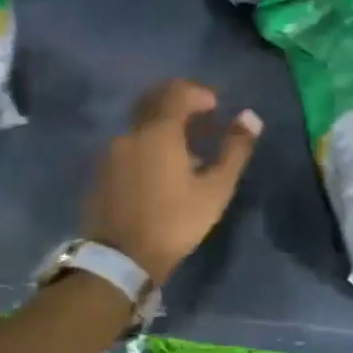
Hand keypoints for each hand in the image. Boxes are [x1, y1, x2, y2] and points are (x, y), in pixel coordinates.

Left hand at [83, 79, 261, 284]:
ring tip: (186, 151)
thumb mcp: (215, 190)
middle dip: (180, 103)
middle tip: (202, 120)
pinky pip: (128, 144)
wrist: (120, 259)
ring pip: (141, 124)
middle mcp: (131, 132)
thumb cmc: (174, 222)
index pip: (178, 93)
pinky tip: (161, 169)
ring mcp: (111, 151)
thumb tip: (251, 117)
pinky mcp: (101, 171)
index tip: (216, 107)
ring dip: (164, 126)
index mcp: (159, 131)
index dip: (199, 93)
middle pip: (154, 101)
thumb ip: (234, 150)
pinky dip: (148, 144)